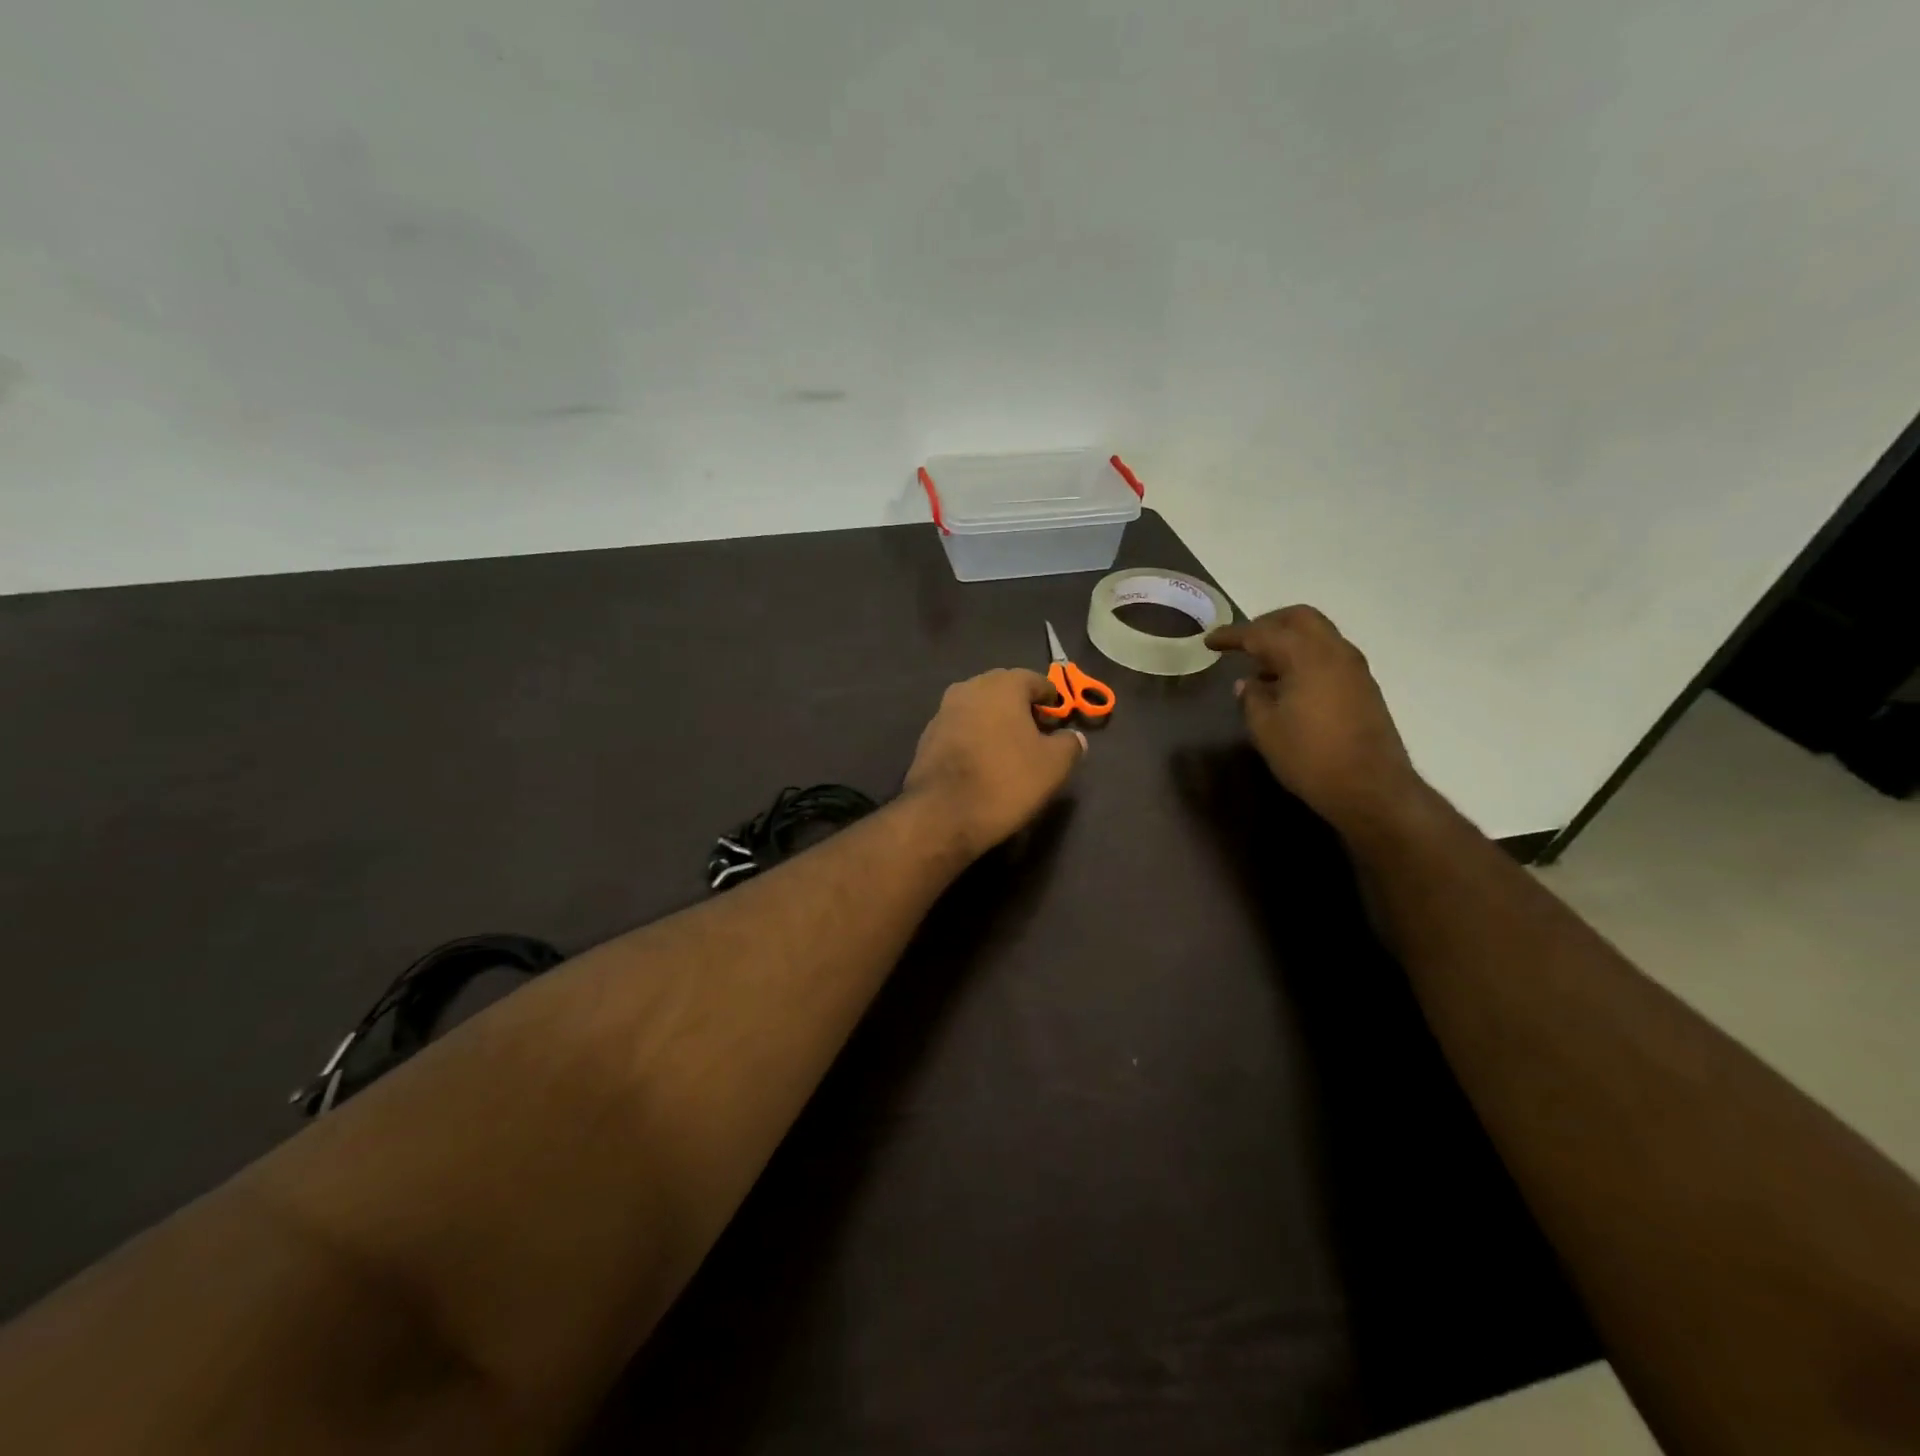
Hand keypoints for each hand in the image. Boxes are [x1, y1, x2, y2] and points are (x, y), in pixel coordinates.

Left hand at [903, 669, 1086, 860]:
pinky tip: (983, 760)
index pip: (1034, 679)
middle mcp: (969, 688)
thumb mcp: (1053, 766)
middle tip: (1037, 729)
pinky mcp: (927, 737)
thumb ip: (1069, 744)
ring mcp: (943, 711)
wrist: (942, 814)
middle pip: (1003, 689)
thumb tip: (1073, 737)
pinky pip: (960, 728)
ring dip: (995, 720)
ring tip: (1010, 747)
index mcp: (1002, 686)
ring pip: (979, 707)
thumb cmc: (1006, 781)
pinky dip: (975, 736)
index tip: (1058, 716)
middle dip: (1021, 705)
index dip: (1050, 697)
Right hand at [1206, 606, 1424, 832]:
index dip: (1232, 635)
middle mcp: (1334, 652)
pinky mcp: (1363, 687)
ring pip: (1318, 635)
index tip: (1209, 641)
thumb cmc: (1310, 757)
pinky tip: (1288, 685)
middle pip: (1299, 618)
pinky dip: (1305, 657)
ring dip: (1288, 641)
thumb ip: (1251, 698)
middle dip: (1267, 624)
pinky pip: (1328, 656)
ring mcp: (1354, 668)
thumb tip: (1248, 683)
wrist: (1371, 789)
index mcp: (1306, 656)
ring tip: (1262, 667)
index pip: (1261, 633)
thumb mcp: (1265, 729)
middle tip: (1243, 642)